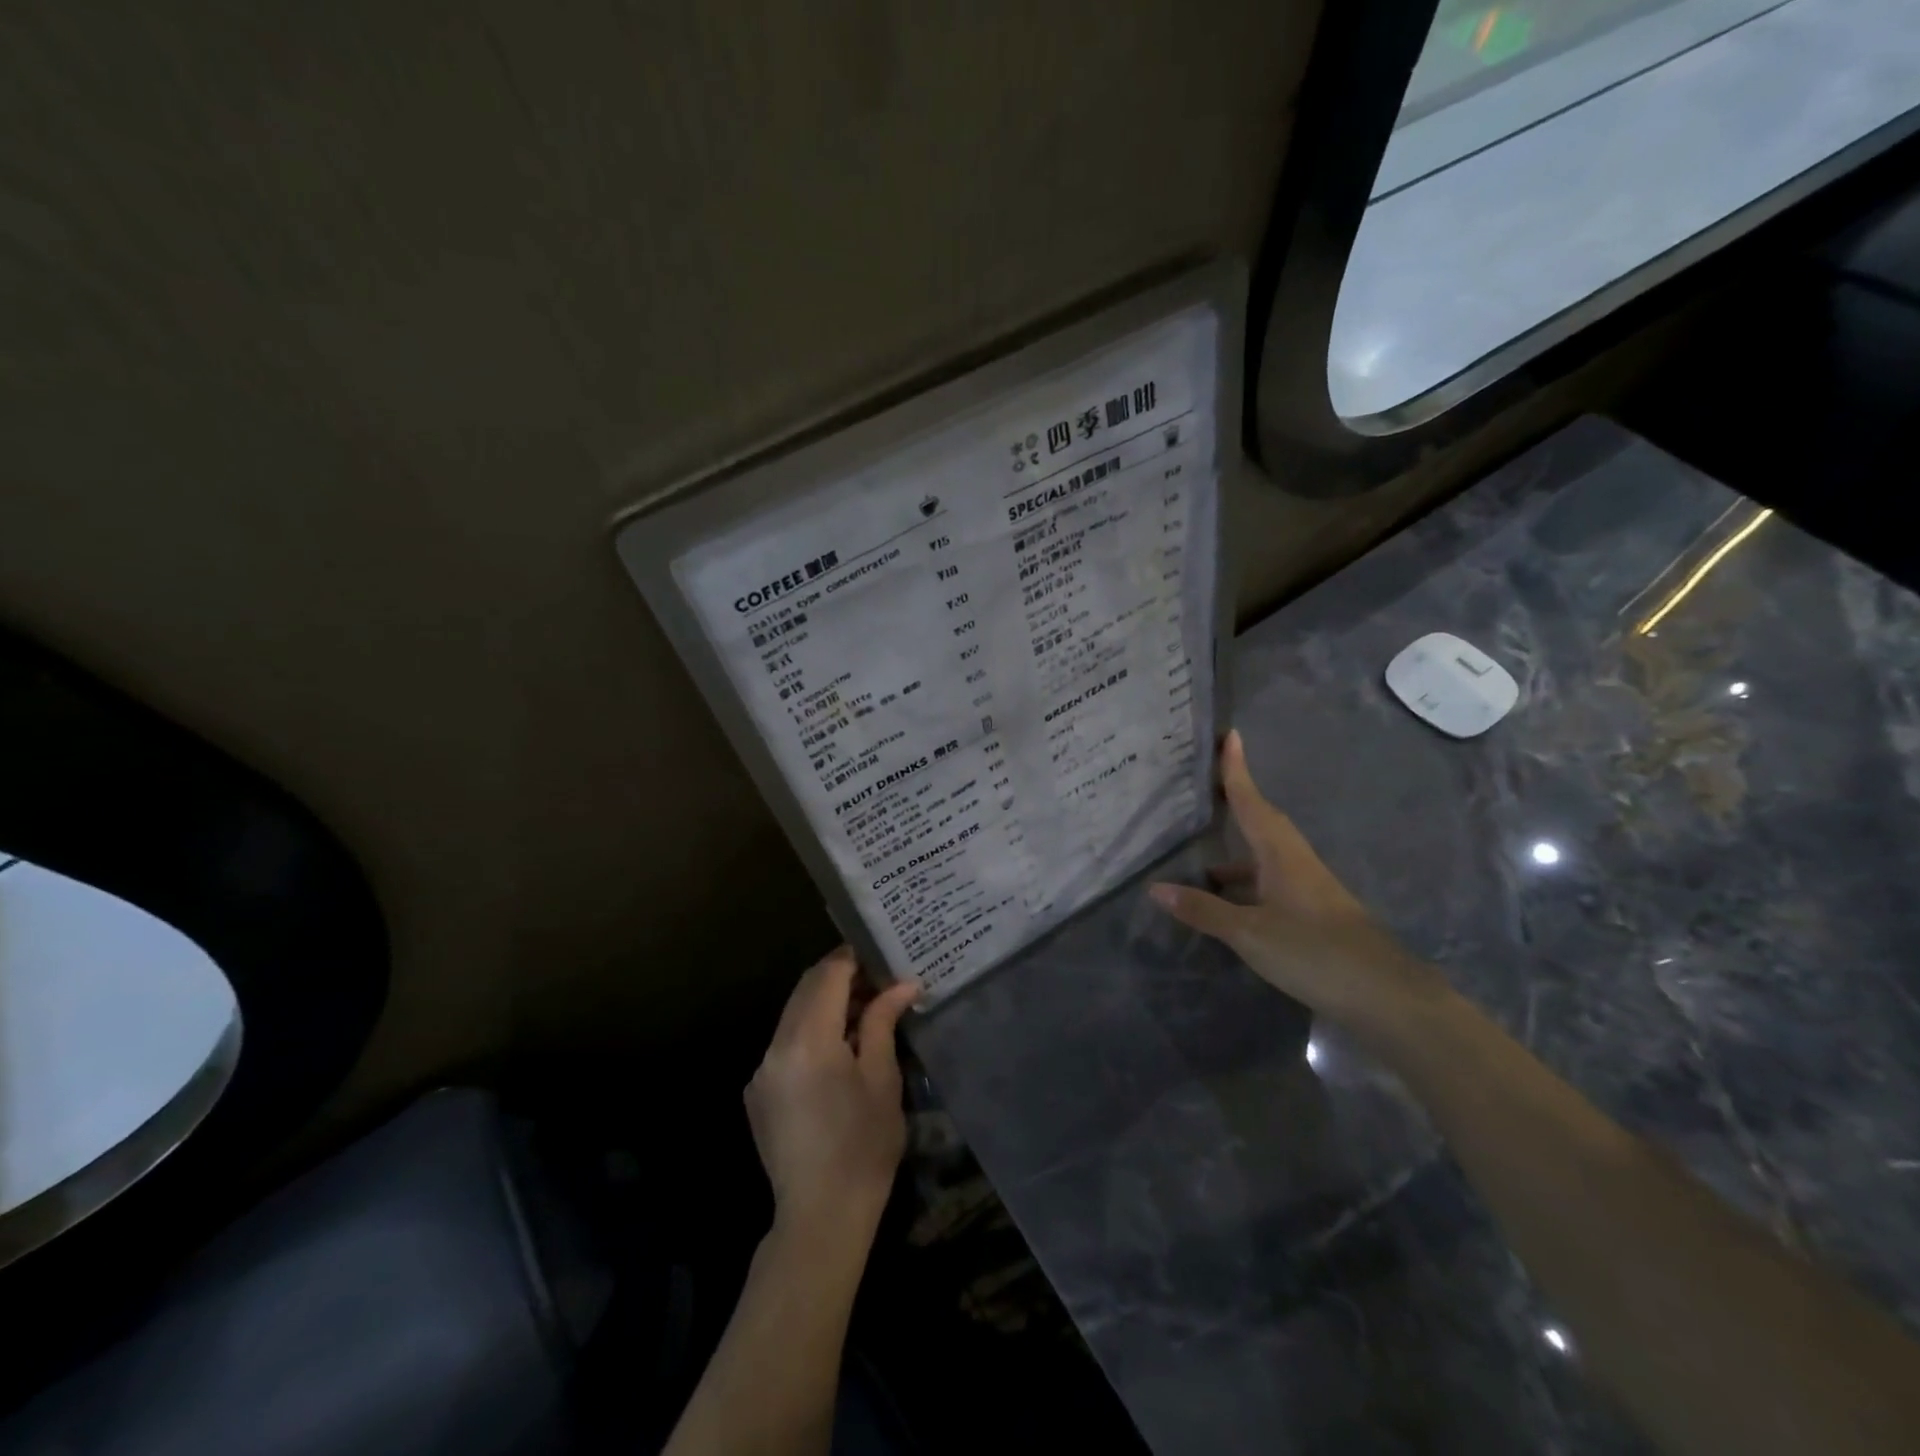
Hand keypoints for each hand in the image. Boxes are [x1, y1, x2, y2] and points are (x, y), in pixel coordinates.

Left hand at [745, 947, 918, 1239]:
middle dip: (840, 977)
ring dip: (825, 1004)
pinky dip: (811, 1032)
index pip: (827, 975)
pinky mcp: (758, 1093)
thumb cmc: (863, 1146)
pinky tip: (838, 1051)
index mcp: (808, 1040)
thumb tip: (902, 985)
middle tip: (878, 980)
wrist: (820, 1218)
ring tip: (864, 1013)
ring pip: (793, 1015)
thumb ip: (882, 1022)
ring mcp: (761, 1071)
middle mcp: (775, 1047)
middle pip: (806, 989)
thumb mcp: (882, 1079)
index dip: (853, 959)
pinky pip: (785, 1044)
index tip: (880, 956)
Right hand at [1147, 730, 1450, 1039]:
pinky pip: (1270, 881)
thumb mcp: (1250, 933)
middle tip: (1208, 785)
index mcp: (1281, 854)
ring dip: (1236, 852)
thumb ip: (1203, 910)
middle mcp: (1295, 861)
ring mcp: (1308, 887)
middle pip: (1261, 821)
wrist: (1386, 996)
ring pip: (1265, 856)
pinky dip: (1246, 883)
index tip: (1230, 736)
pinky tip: (1229, 902)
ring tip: (1200, 858)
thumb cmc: (1314, 952)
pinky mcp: (1313, 912)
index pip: (1251, 801)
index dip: (1237, 770)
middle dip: (1235, 801)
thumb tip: (1155, 888)